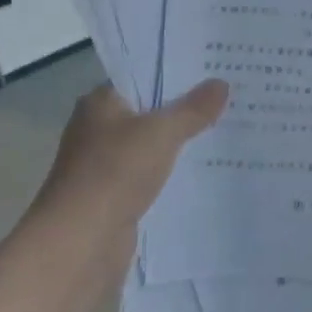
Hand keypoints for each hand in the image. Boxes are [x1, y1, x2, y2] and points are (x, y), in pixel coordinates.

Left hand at [31, 80, 228, 249]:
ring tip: (227, 129)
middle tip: (230, 96)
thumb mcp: (161, 132)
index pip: (142, 76)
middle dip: (185, 107)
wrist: (80, 243)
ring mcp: (105, 164)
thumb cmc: (114, 173)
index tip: (214, 68)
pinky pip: (151, 174)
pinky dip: (173, 172)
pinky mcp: (115, 195)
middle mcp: (99, 128)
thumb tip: (221, 83)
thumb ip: (193, 109)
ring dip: (181, 142)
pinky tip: (205, 169)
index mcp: (100, 102)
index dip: (177, 72)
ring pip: (152, 144)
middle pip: (149, 110)